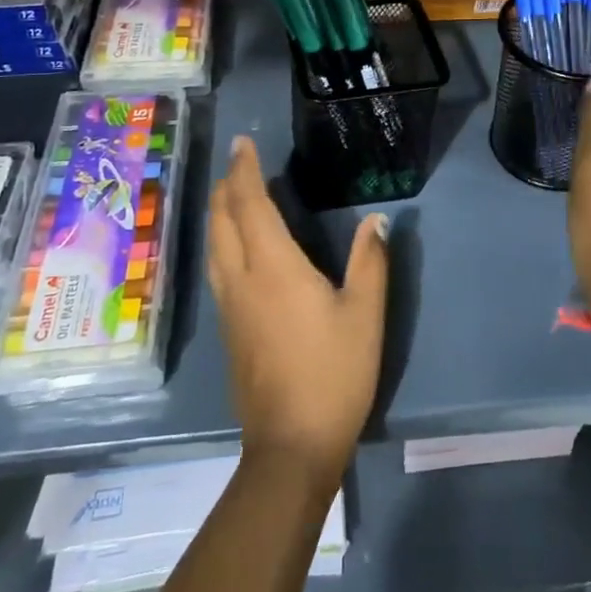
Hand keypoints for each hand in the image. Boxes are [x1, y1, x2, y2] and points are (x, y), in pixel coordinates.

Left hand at [207, 136, 388, 483]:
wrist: (291, 447)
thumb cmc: (333, 374)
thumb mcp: (365, 315)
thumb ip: (370, 262)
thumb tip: (376, 220)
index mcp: (274, 268)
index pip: (251, 205)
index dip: (245, 172)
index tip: (244, 144)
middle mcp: (242, 280)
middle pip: (223, 222)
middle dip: (227, 187)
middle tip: (237, 162)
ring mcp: (230, 307)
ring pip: (214, 246)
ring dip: (220, 213)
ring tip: (231, 194)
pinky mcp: (229, 331)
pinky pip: (217, 268)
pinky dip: (222, 241)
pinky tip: (234, 247)